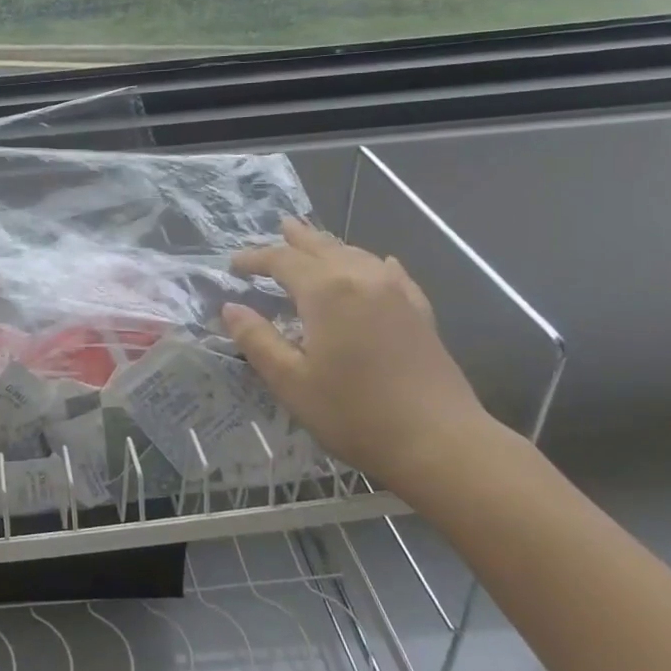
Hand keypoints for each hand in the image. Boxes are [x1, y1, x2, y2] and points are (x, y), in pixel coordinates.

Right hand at [223, 220, 488, 491]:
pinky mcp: (420, 312)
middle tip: (279, 227)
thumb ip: (257, 340)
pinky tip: (378, 263)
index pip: (283, 260)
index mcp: (327, 291)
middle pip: (323, 247)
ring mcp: (397, 293)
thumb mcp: (291, 381)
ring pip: (357, 254)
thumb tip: (231, 308)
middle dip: (297, 238)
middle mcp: (363, 278)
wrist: (440, 443)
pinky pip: (391, 273)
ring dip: (330, 247)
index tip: (233, 265)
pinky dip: (372, 263)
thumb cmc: (354, 413)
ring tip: (315, 242)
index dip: (255, 259)